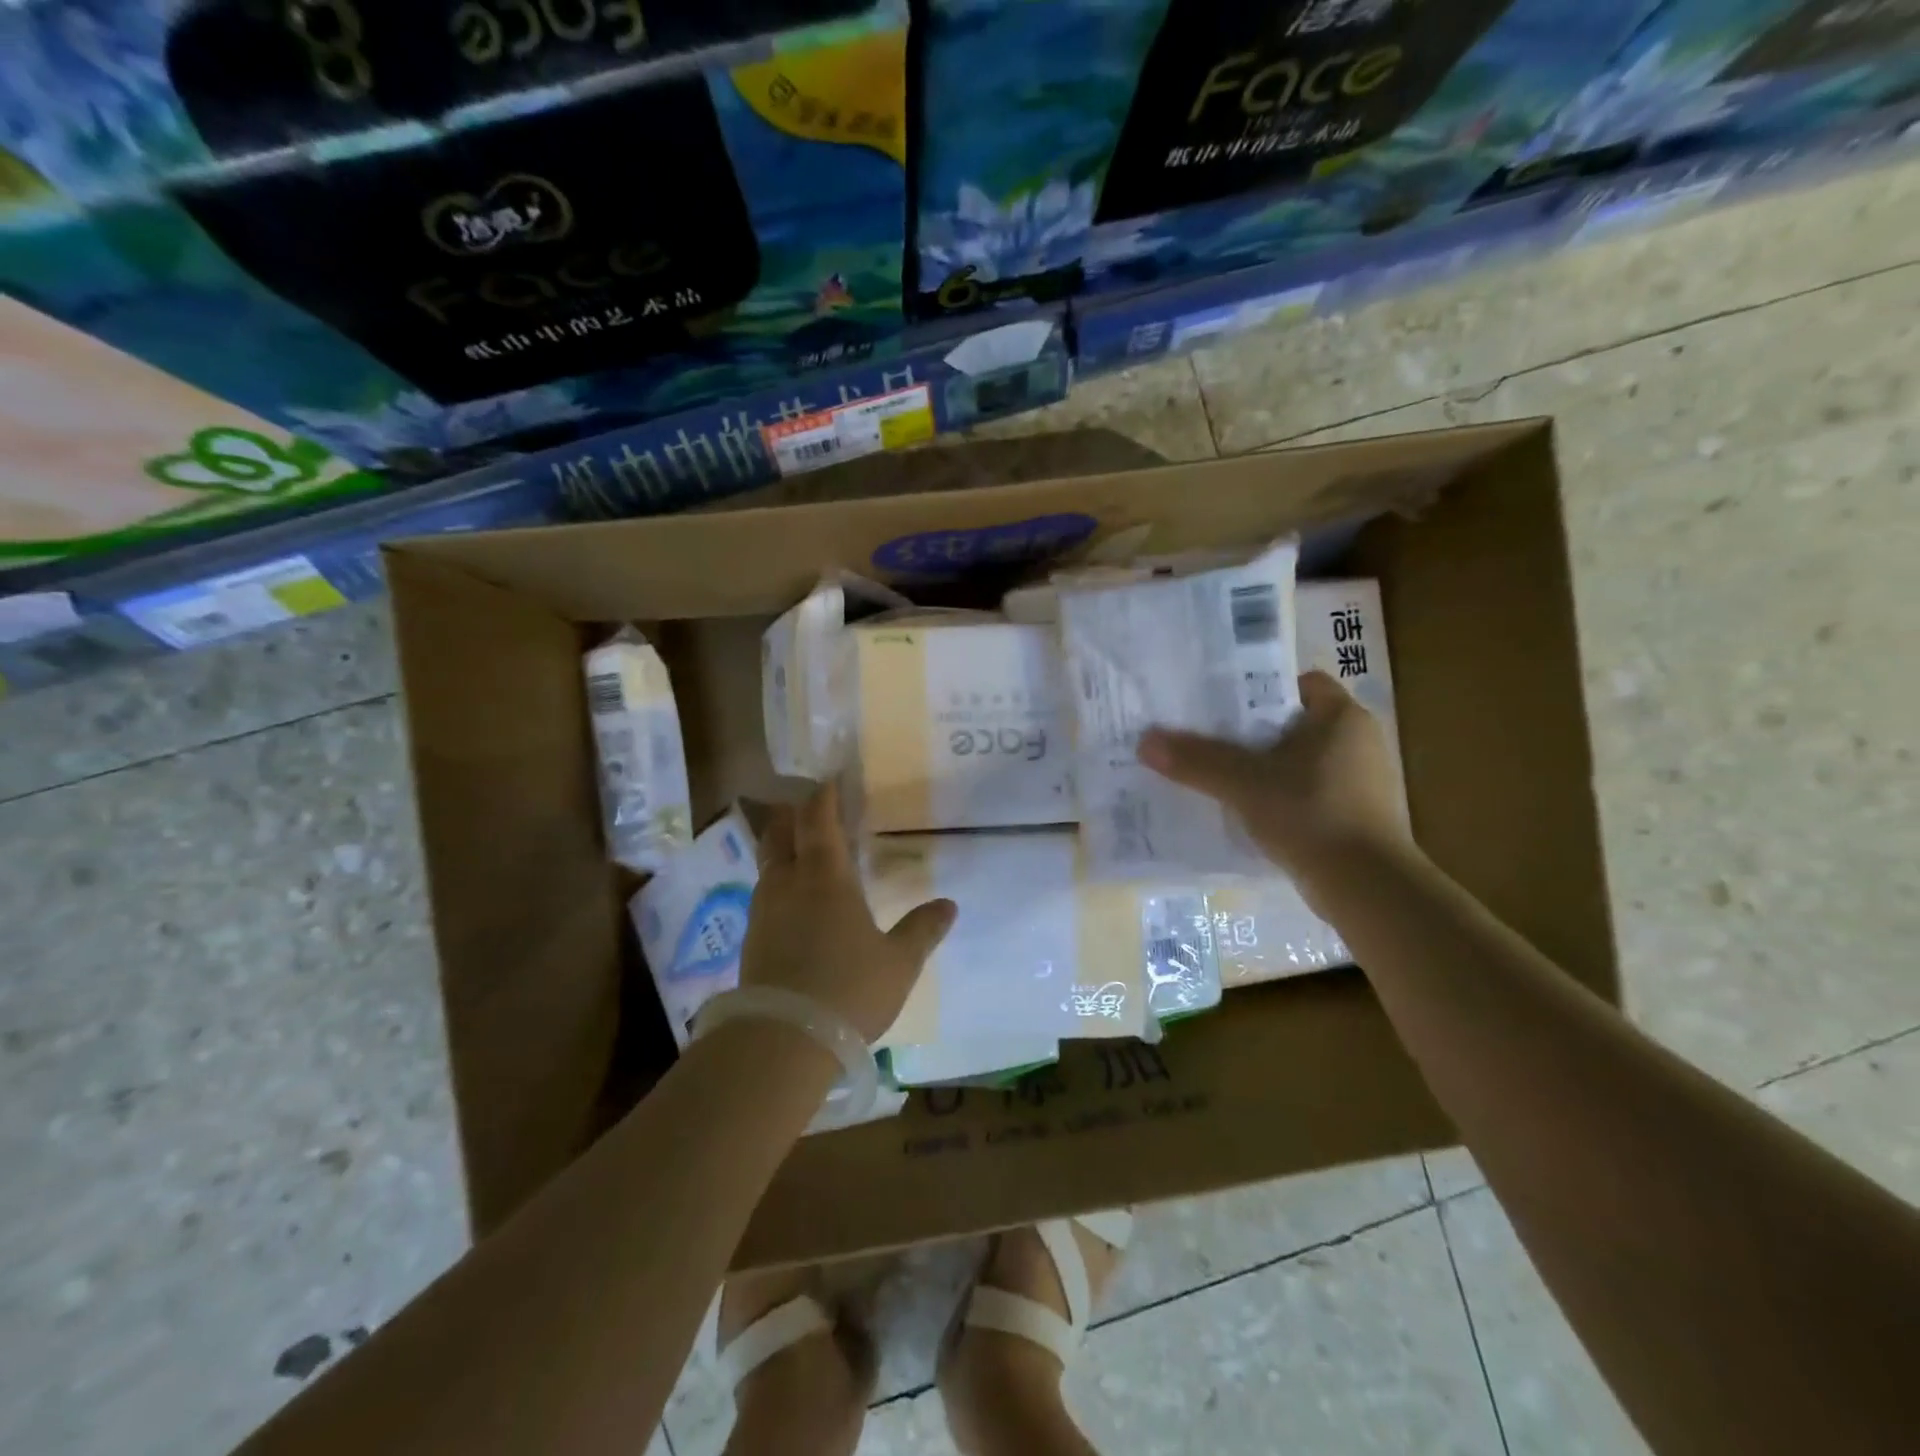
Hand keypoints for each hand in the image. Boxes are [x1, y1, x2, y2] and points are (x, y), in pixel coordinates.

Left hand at [740, 781, 956, 1042]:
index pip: (818, 819)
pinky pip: (765, 895)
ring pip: (768, 864)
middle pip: (779, 833)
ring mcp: (763, 911)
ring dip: (783, 849)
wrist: (783, 1040)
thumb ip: (923, 930)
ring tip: (804, 855)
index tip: (829, 780)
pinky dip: (779, 884)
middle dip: (793, 816)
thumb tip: (949, 905)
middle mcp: (788, 883)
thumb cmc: (849, 989)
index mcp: (825, 876)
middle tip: (811, 811)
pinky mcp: (751, 940)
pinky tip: (794, 904)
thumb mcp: (899, 962)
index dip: (822, 796)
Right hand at [1137, 670, 1411, 902]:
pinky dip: (1279, 796)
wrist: (1366, 887)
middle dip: (1251, 731)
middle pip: (1293, 723)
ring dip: (1263, 767)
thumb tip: (1145, 741)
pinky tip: (1247, 810)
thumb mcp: (1244, 783)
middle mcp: (1358, 741)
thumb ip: (1196, 760)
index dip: (1259, 688)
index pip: (1299, 683)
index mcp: (1342, 717)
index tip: (1220, 703)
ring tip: (1217, 774)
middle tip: (1205, 737)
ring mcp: (1361, 782)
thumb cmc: (1311, 815)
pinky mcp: (1356, 816)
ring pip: (1299, 760)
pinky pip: (1307, 792)